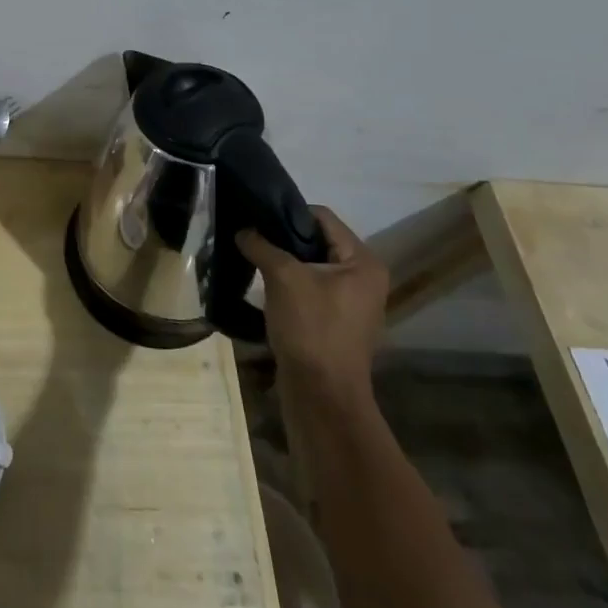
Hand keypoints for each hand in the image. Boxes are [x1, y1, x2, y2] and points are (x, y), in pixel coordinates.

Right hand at [237, 207, 387, 405]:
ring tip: (252, 258)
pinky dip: (288, 284)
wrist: (322, 394)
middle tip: (250, 237)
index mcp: (362, 261)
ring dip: (283, 262)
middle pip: (317, 240)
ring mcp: (352, 302)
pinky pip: (310, 288)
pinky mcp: (336, 322)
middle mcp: (364, 278)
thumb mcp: (283, 277)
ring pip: (311, 265)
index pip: (322, 217)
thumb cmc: (311, 328)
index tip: (255, 217)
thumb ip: (261, 245)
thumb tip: (243, 230)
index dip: (287, 213)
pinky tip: (263, 287)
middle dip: (282, 238)